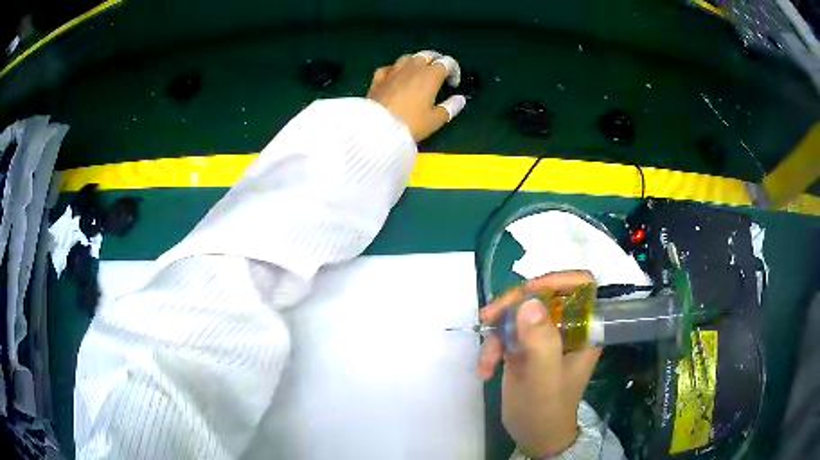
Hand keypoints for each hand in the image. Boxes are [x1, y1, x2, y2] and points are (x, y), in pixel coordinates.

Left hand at [367, 52, 465, 141]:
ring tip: (419, 73)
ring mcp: (393, 71)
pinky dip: (396, 69)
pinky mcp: (378, 78)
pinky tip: (396, 77)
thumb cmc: (411, 123)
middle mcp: (413, 67)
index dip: (454, 70)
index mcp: (430, 75)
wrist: (376, 128)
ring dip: (416, 62)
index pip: (447, 62)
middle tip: (439, 73)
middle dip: (436, 61)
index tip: (453, 84)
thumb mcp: (435, 120)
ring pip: (408, 57)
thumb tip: (460, 99)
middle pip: (427, 55)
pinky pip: (389, 67)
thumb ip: (450, 107)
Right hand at [477, 271, 601, 457]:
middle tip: (490, 318)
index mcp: (584, 330)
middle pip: (543, 294)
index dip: (559, 279)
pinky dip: (491, 347)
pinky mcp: (525, 345)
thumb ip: (541, 343)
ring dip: (497, 331)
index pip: (582, 286)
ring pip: (519, 311)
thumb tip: (530, 302)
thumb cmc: (546, 410)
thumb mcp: (544, 379)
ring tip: (487, 359)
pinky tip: (485, 370)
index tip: (529, 290)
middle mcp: (567, 327)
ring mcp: (545, 336)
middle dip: (514, 305)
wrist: (533, 436)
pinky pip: (506, 331)